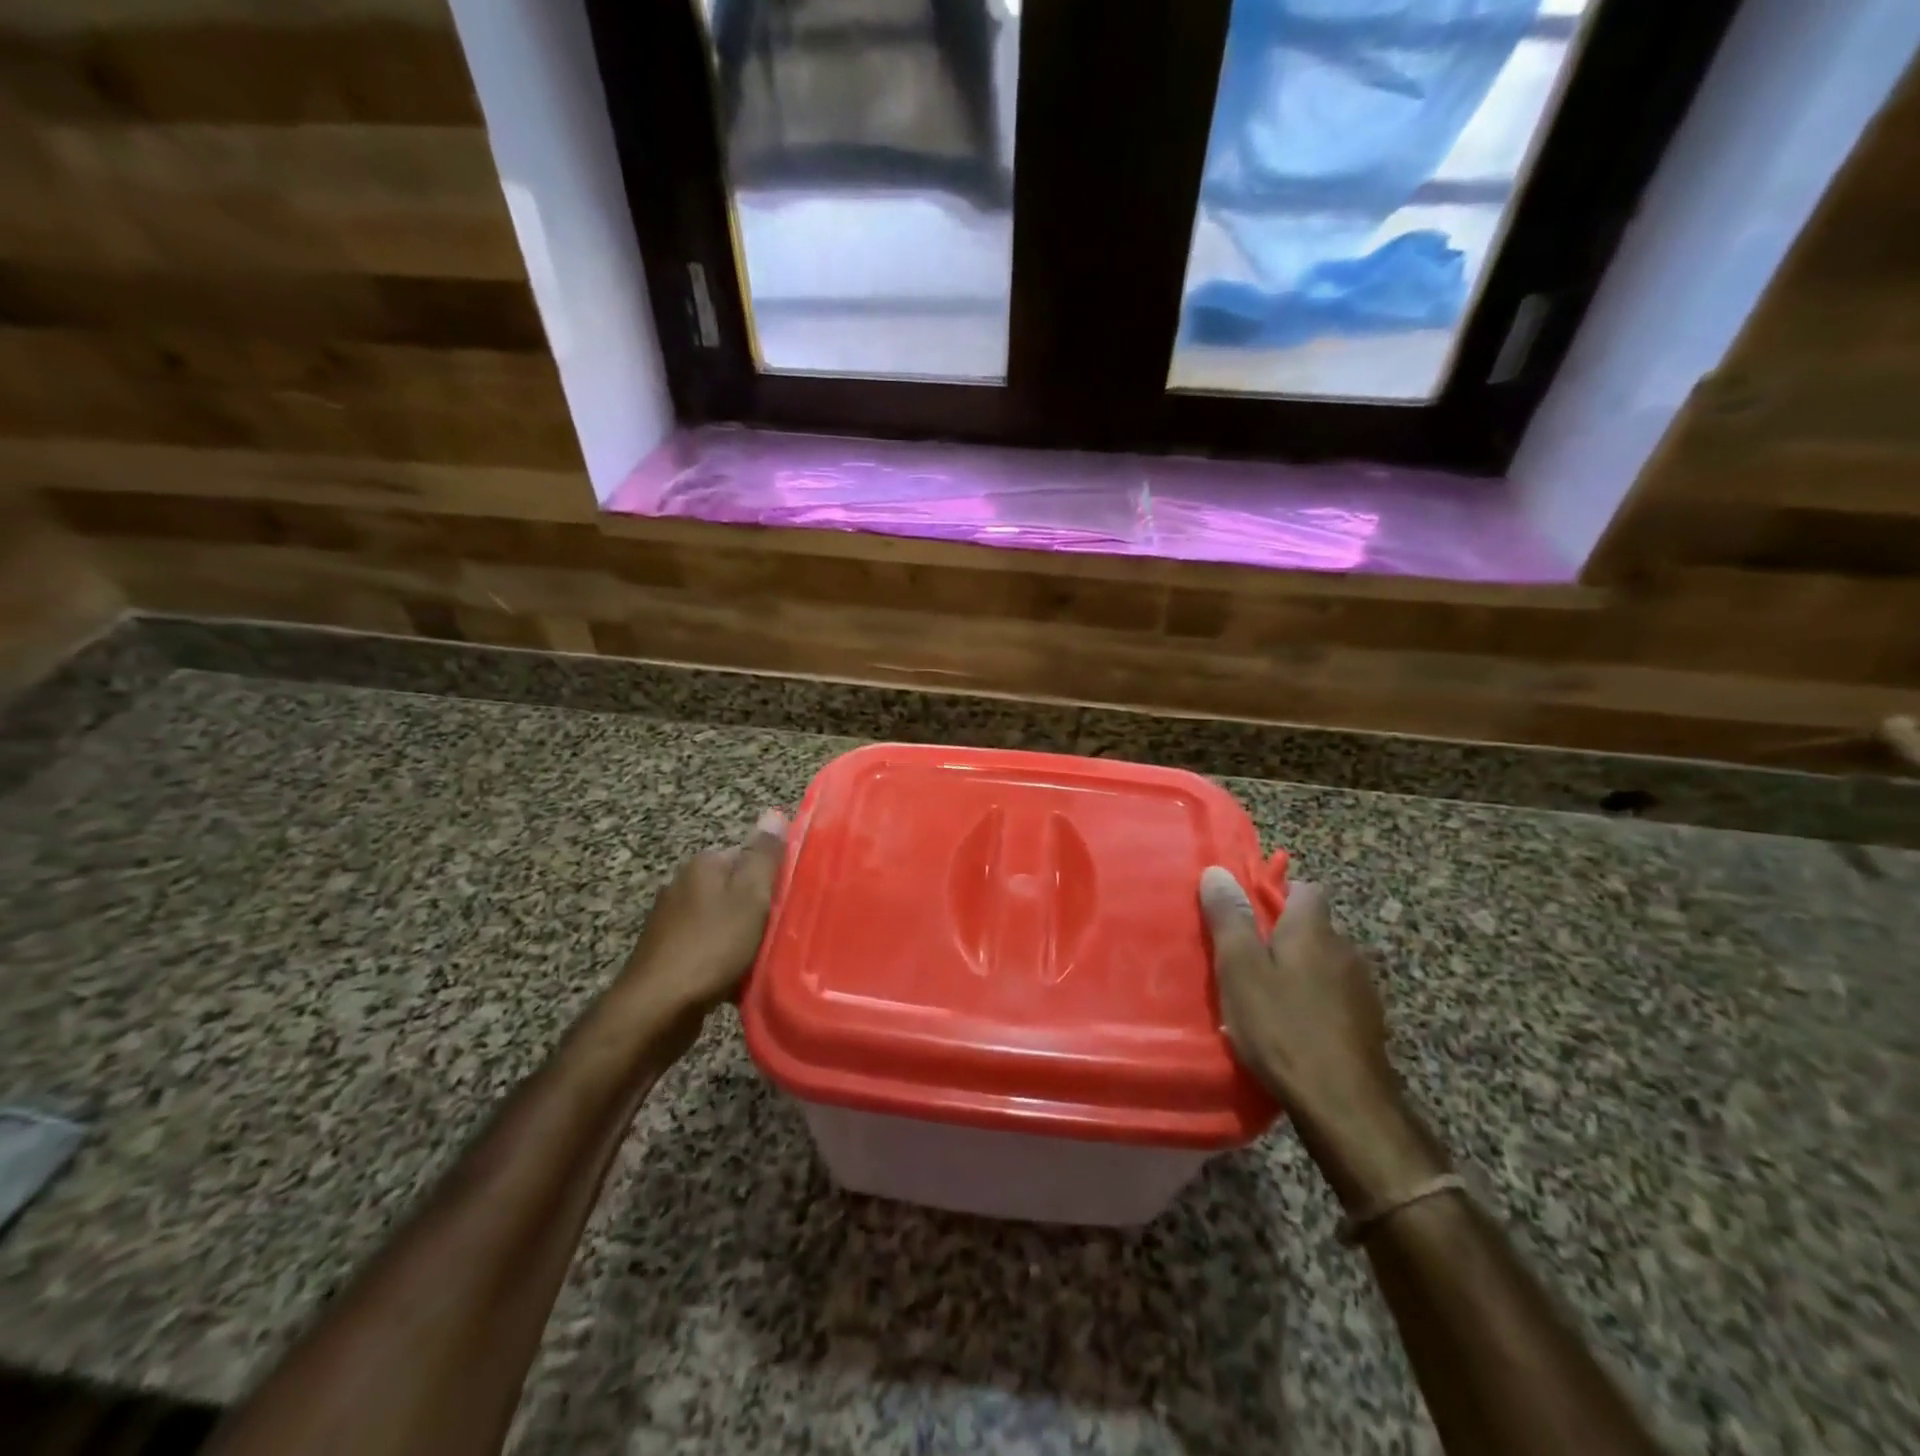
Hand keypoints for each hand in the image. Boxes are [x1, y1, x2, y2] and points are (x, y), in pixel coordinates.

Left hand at [618, 810, 788, 1017]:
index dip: (774, 877)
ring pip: (723, 920)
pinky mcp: (667, 954)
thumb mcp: (750, 896)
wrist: (656, 1009)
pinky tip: (738, 977)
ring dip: (743, 936)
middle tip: (784, 930)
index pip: (749, 855)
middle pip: (736, 888)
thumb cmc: (711, 947)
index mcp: (703, 865)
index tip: (792, 900)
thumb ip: (764, 856)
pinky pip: (708, 947)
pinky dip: (725, 958)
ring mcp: (671, 921)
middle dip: (759, 908)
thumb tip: (774, 812)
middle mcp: (683, 885)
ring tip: (765, 957)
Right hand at [1200, 870, 1446, 1207]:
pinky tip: (1295, 1029)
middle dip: (1284, 937)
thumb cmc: (1282, 1026)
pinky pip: (1335, 998)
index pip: (1305, 889)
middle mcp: (1345, 950)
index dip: (1277, 894)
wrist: (1344, 1104)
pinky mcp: (1369, 1025)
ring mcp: (1363, 989)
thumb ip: (1229, 919)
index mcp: (1314, 930)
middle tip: (1247, 961)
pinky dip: (1315, 1003)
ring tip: (1268, 998)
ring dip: (1301, 972)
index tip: (1248, 914)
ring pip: (1324, 965)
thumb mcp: (1240, 969)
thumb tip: (1217, 871)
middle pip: (1313, 928)